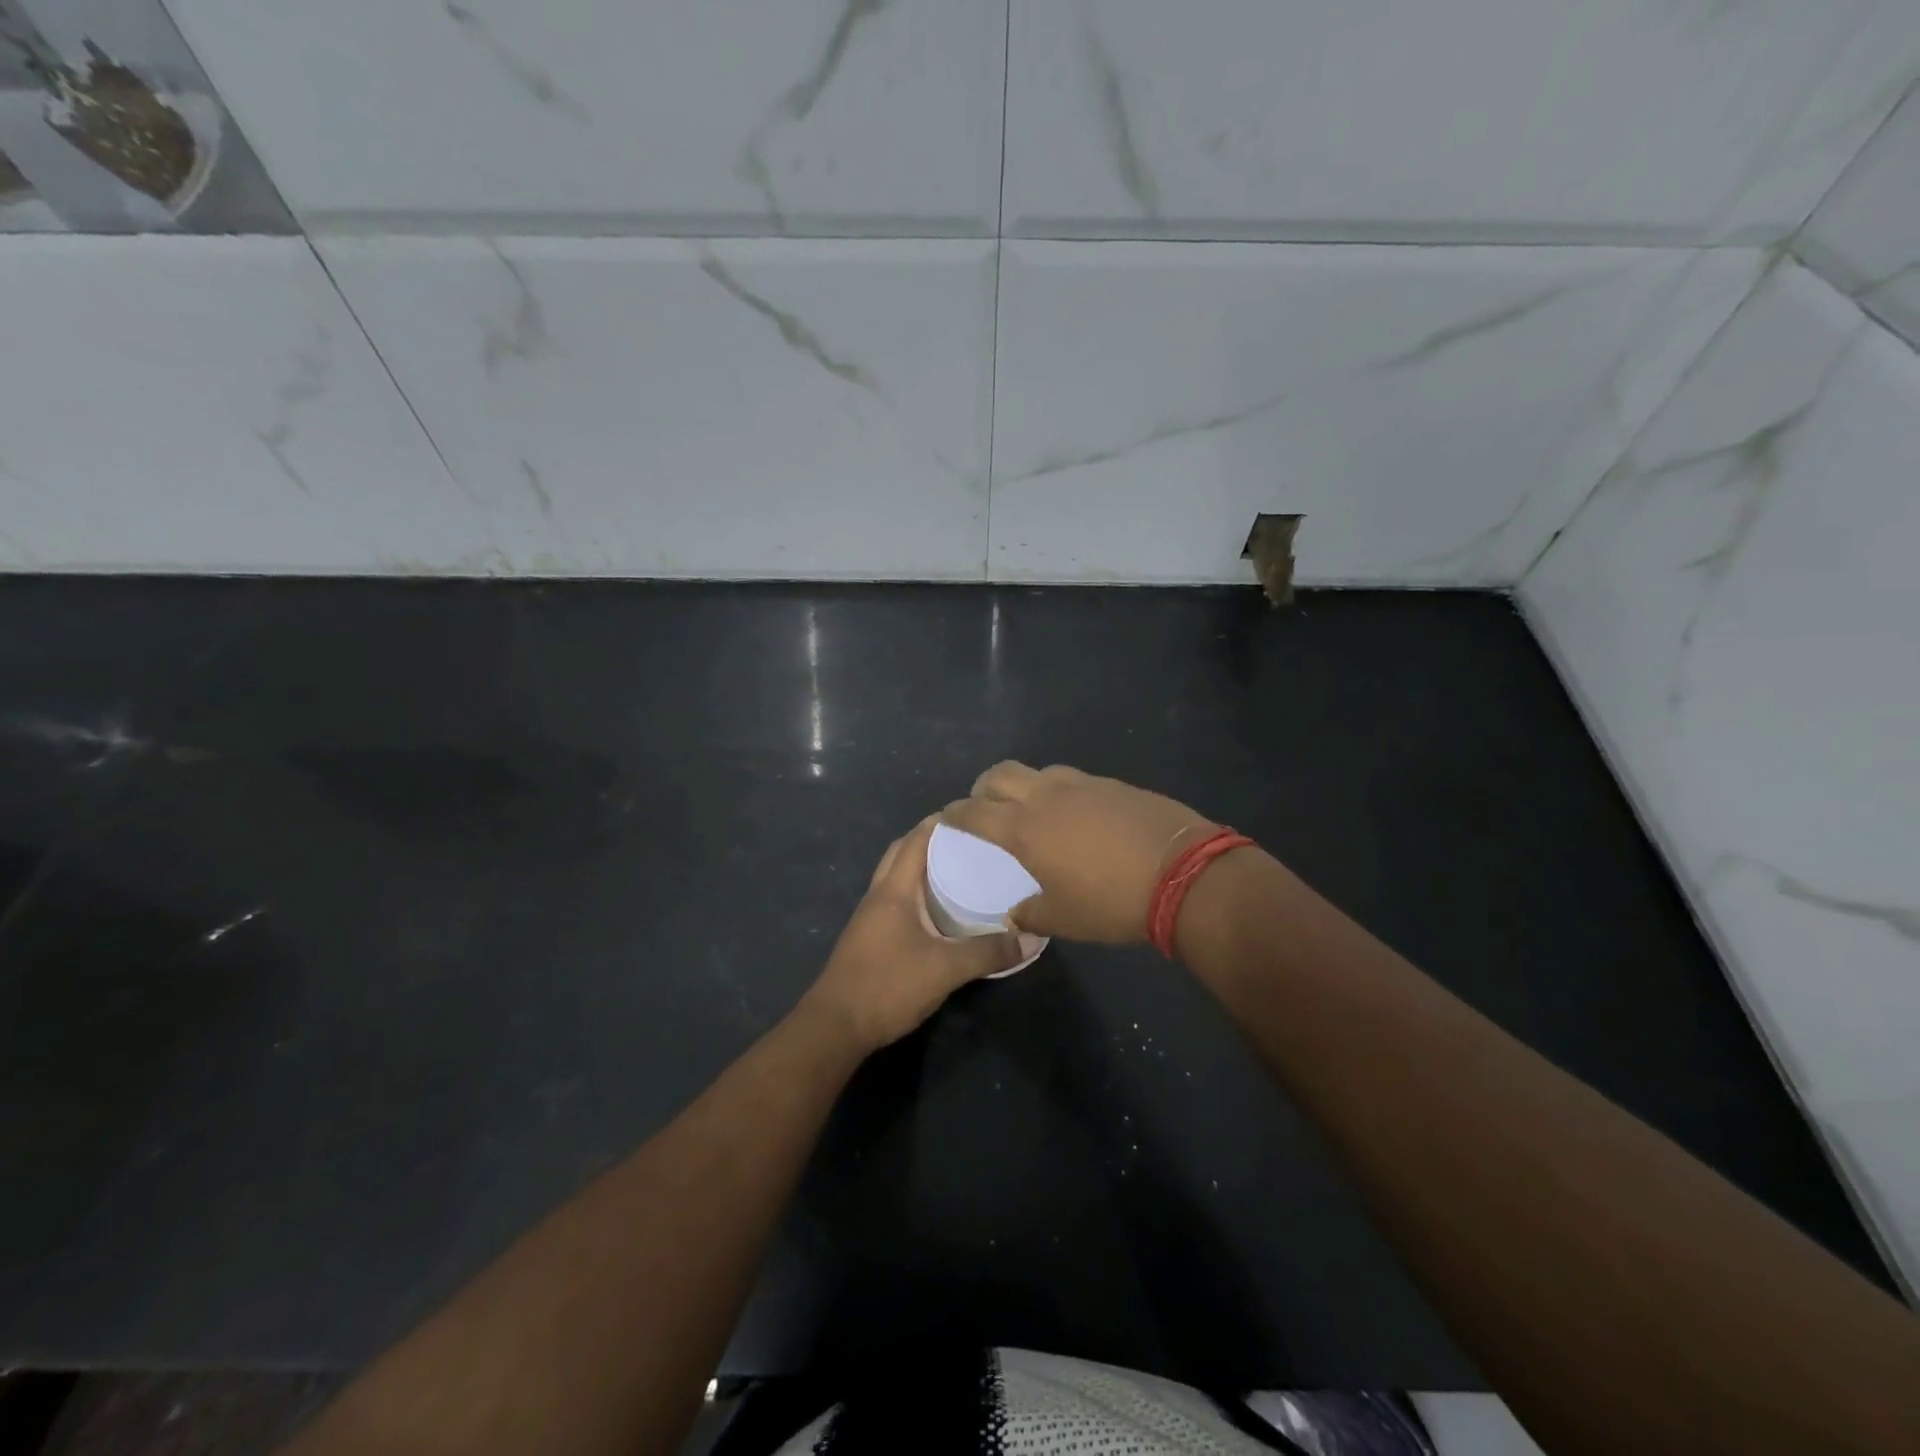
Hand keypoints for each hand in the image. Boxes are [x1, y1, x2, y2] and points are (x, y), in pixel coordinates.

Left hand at [800, 815, 1042, 1053]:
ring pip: (897, 877)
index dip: (941, 822)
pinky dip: (917, 892)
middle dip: (932, 840)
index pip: (916, 840)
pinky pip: (896, 900)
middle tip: (969, 841)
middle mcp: (879, 895)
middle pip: (903, 852)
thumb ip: (988, 952)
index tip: (973, 814)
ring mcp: (870, 917)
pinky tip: (940, 909)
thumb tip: (1032, 938)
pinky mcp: (870, 938)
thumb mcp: (946, 969)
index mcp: (893, 890)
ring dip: (922, 866)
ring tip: (960, 869)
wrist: (835, 1026)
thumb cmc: (888, 985)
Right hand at [942, 762, 1213, 943]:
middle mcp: (1047, 796)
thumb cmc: (1112, 901)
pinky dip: (1062, 793)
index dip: (956, 813)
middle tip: (984, 804)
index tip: (947, 816)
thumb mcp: (1064, 919)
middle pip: (1001, 774)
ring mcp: (1083, 784)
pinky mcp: (1114, 784)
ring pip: (1040, 772)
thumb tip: (1015, 914)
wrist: (1183, 873)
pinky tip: (1077, 816)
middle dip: (984, 786)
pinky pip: (1075, 781)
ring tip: (1033, 809)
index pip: (975, 812)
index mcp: (1024, 828)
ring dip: (1026, 785)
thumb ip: (1030, 915)